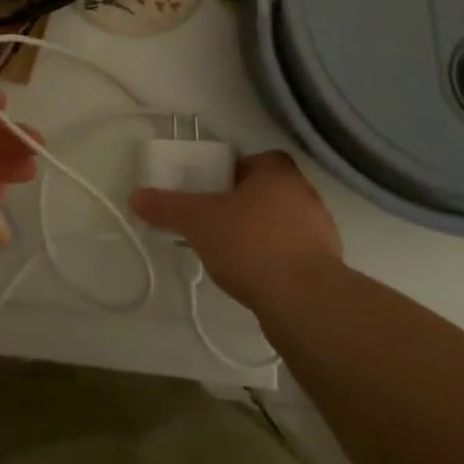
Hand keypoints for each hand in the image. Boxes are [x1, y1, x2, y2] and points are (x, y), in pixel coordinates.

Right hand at [130, 151, 342, 308]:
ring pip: (281, 225)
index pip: (253, 161)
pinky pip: (294, 255)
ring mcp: (322, 232)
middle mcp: (305, 194)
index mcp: (278, 171)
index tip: (210, 193)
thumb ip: (167, 207)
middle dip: (242, 206)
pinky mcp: (327, 268)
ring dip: (259, 235)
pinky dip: (275, 262)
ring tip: (230, 255)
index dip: (230, 174)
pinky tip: (254, 279)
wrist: (304, 302)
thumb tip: (135, 196)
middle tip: (214, 223)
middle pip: (266, 192)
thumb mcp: (198, 221)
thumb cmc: (250, 243)